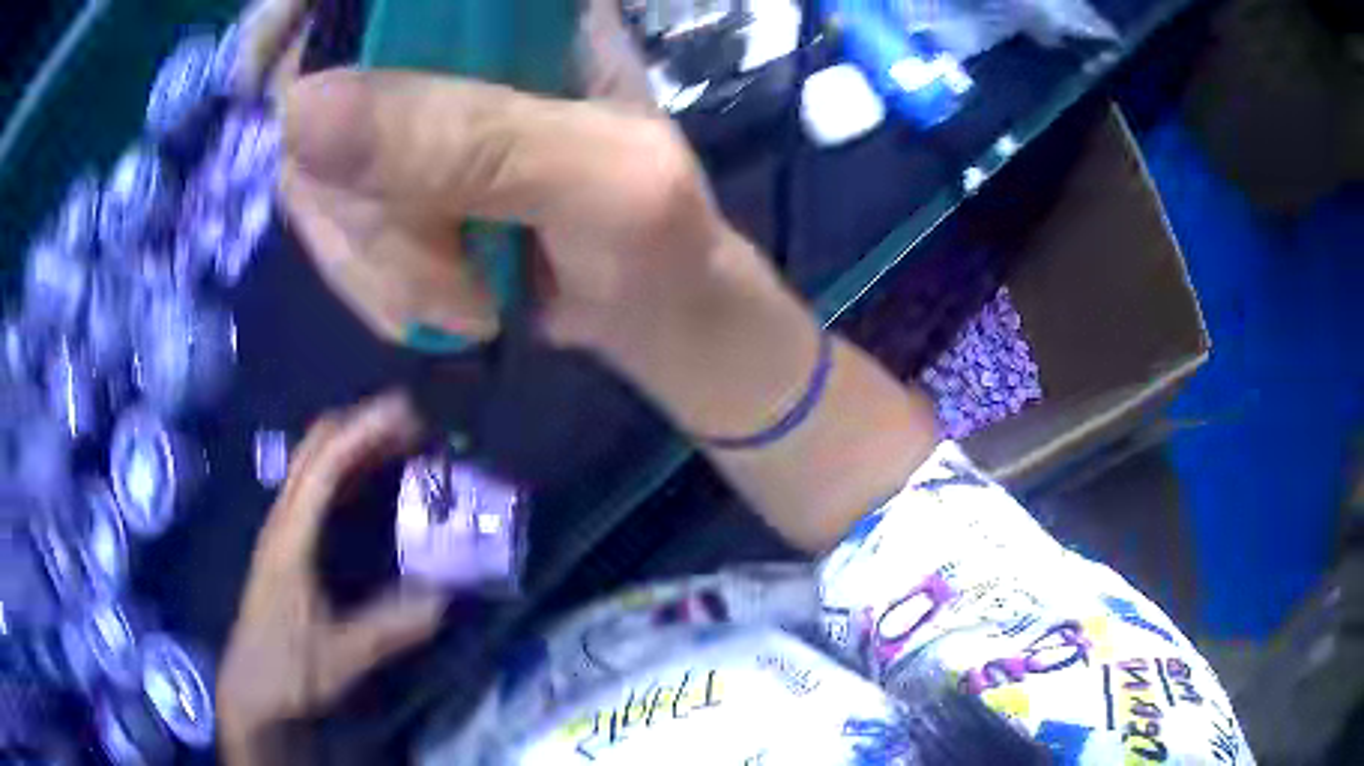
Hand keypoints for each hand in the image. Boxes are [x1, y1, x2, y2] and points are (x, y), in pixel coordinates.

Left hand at [218, 393, 447, 759]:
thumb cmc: (287, 670)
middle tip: (412, 422)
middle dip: (360, 425)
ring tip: (400, 441)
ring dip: (354, 443)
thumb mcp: (342, 656)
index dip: (364, 433)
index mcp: (290, 538)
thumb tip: (443, 601)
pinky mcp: (288, 544)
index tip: (407, 416)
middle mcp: (283, 521)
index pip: (325, 466)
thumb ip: (390, 629)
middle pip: (314, 449)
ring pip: (314, 465)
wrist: (251, 690)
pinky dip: (347, 471)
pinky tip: (371, 482)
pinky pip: (317, 490)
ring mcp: (283, 530)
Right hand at [278, 0, 743, 350]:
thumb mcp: (597, 182)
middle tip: (445, 255)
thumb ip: (472, 140)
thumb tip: (300, 113)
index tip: (263, 71)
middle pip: (315, 89)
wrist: (645, 306)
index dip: (301, 13)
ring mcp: (406, 118)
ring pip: (312, 176)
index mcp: (516, 8)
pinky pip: (330, 232)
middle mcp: (445, 48)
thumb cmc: (654, 235)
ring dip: (377, 259)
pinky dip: (377, 284)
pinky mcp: (387, 184)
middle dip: (359, 199)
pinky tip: (447, 305)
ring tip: (471, 296)